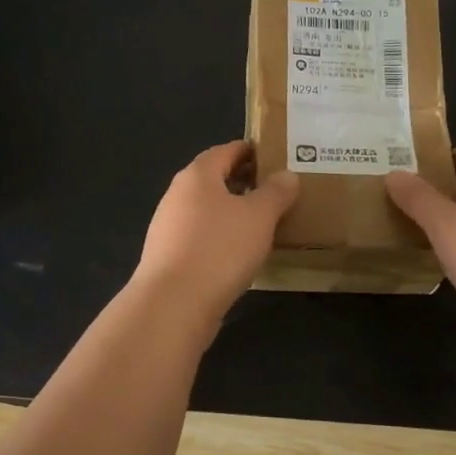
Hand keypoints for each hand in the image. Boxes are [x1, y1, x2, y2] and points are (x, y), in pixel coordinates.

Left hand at [131, 141, 298, 322]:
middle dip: (242, 181)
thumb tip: (286, 174)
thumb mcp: (259, 217)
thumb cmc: (219, 249)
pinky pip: (200, 235)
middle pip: (213, 179)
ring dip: (231, 211)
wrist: (173, 304)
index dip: (249, 150)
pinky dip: (220, 236)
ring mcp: (169, 227)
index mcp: (197, 175)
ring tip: (262, 222)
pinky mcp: (168, 256)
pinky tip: (239, 252)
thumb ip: (276, 192)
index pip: (225, 150)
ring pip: (206, 209)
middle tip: (274, 189)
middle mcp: (177, 195)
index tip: (273, 155)